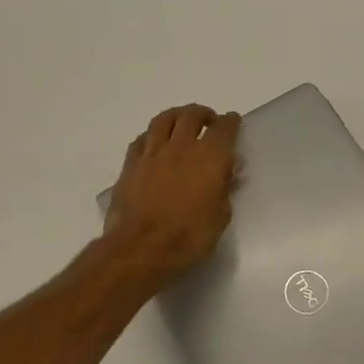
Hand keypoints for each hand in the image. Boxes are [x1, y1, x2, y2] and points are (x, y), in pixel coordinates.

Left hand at [105, 104, 240, 283]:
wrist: (141, 248)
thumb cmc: (189, 237)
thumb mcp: (220, 216)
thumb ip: (226, 187)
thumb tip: (231, 168)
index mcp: (210, 157)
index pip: (224, 128)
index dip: (230, 122)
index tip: (232, 122)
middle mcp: (181, 146)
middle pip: (192, 115)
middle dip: (203, 114)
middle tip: (208, 121)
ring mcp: (153, 152)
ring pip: (164, 119)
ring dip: (177, 116)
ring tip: (181, 122)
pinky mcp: (131, 163)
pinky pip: (142, 138)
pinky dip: (153, 135)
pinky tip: (155, 143)